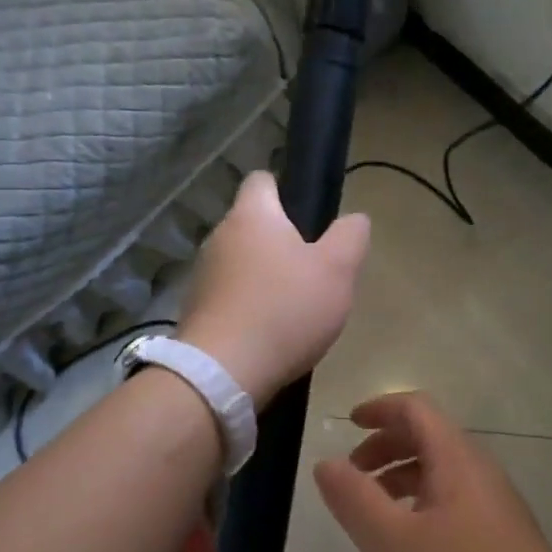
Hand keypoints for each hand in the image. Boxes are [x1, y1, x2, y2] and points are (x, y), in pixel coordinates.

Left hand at [178, 171, 369, 406]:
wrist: (222, 372)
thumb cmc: (285, 310)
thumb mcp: (337, 270)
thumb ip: (351, 236)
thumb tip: (354, 218)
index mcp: (252, 215)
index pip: (262, 179)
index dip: (286, 190)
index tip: (310, 217)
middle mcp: (219, 236)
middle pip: (253, 224)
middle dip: (281, 241)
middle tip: (314, 270)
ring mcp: (203, 274)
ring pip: (241, 261)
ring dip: (264, 276)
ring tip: (294, 307)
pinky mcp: (196, 309)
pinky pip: (230, 295)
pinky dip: (249, 305)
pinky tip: (269, 332)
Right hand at [314, 392, 551, 551]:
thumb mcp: (394, 544)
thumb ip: (355, 501)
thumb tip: (326, 463)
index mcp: (455, 458)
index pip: (415, 409)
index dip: (380, 408)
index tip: (348, 424)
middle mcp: (477, 469)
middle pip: (428, 435)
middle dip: (386, 445)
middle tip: (353, 474)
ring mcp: (494, 502)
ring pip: (440, 470)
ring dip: (402, 476)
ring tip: (374, 512)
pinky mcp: (501, 533)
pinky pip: (453, 498)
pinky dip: (421, 502)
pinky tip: (410, 545)